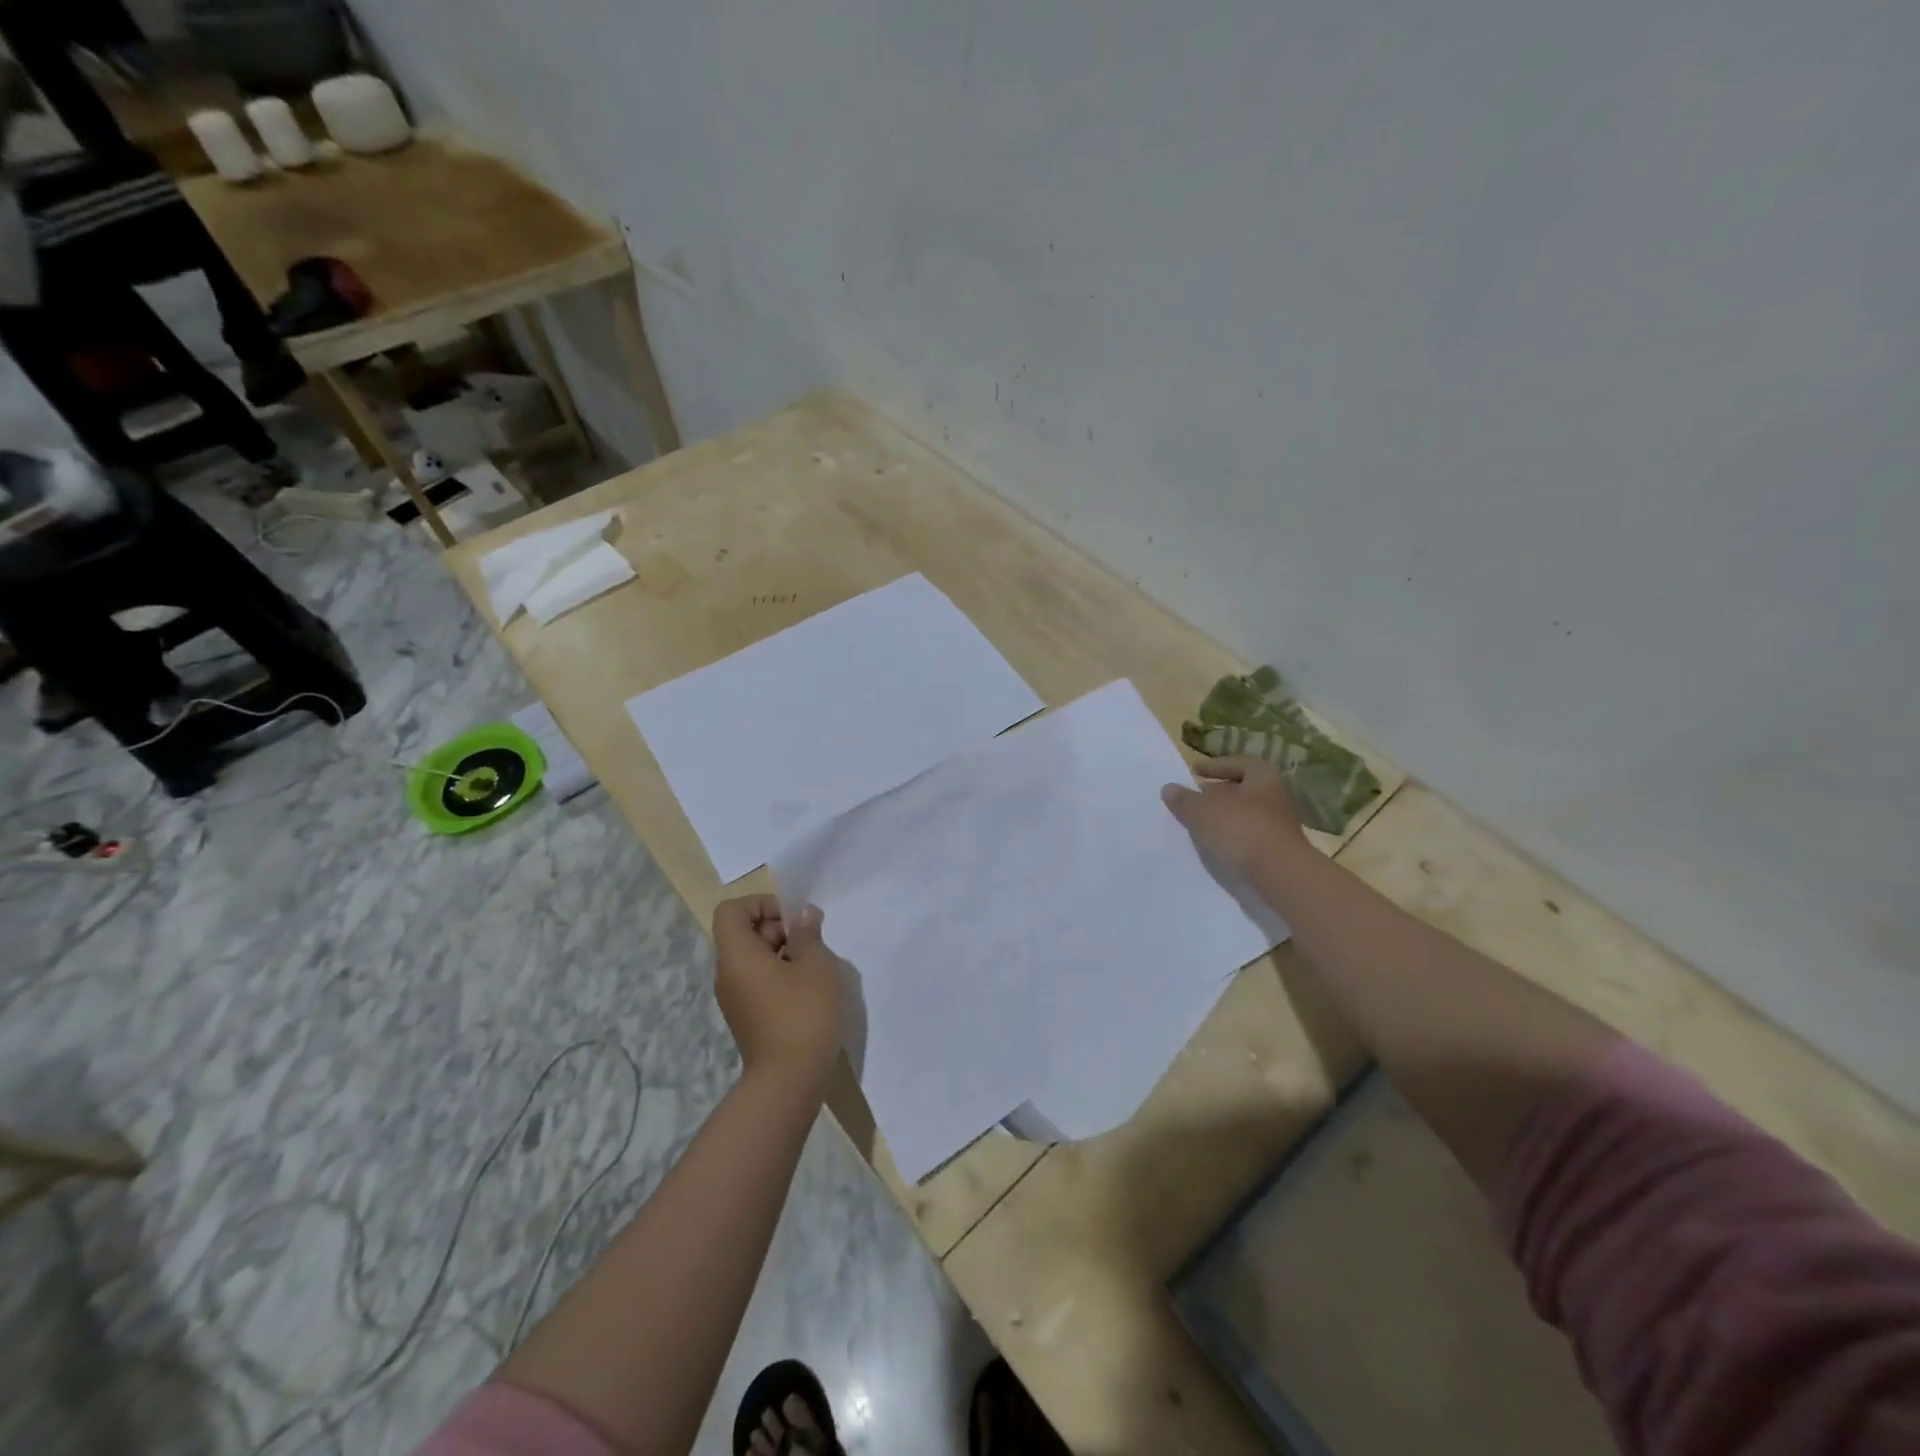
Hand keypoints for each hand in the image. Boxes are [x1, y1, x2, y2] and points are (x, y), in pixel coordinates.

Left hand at [711, 895, 842, 1089]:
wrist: (788, 1081)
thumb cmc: (803, 1014)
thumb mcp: (816, 965)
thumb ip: (808, 934)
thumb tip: (803, 917)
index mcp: (737, 955)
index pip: (732, 911)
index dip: (761, 904)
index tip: (792, 918)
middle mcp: (728, 974)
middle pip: (744, 933)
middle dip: (779, 928)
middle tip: (812, 942)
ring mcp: (735, 998)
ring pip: (754, 958)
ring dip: (784, 953)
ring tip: (815, 966)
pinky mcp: (747, 1016)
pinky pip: (758, 980)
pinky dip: (781, 975)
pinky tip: (809, 990)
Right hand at [1161, 756, 1307, 876]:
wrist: (1280, 873)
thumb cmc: (1241, 829)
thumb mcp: (1202, 811)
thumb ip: (1184, 799)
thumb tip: (1169, 788)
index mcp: (1263, 777)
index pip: (1237, 763)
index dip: (1214, 766)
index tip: (1194, 771)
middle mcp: (1275, 796)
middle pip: (1242, 790)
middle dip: (1217, 793)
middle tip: (1194, 799)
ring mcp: (1279, 825)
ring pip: (1245, 814)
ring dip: (1223, 817)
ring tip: (1199, 824)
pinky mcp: (1277, 850)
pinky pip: (1249, 836)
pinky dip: (1232, 837)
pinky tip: (1215, 845)